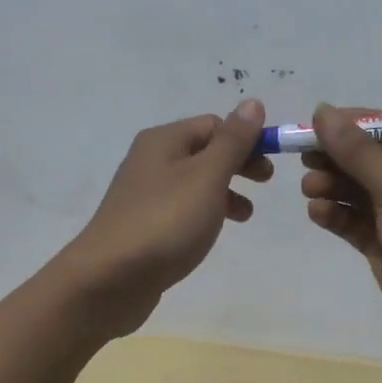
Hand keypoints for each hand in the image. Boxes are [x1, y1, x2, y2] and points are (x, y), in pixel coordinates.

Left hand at [56, 100, 270, 336]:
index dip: (246, 139)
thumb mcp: (207, 177)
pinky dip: (204, 213)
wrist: (109, 279)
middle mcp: (150, 160)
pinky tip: (212, 233)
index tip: (272, 163)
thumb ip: (233, 142)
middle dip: (238, 164)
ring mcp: (144, 194)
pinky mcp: (143, 225)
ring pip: (194, 182)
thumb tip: (252, 103)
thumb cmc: (165, 222)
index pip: (214, 125)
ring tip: (245, 215)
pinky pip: (181, 209)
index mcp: (163, 140)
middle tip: (266, 184)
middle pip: (204, 151)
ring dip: (225, 191)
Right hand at [299, 103, 381, 371]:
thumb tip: (322, 110)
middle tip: (303, 157)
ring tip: (309, 189)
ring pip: (364, 192)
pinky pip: (360, 223)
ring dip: (335, 187)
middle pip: (376, 159)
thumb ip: (358, 153)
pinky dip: (339, 216)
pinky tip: (318, 213)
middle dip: (340, 158)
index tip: (313, 124)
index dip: (354, 125)